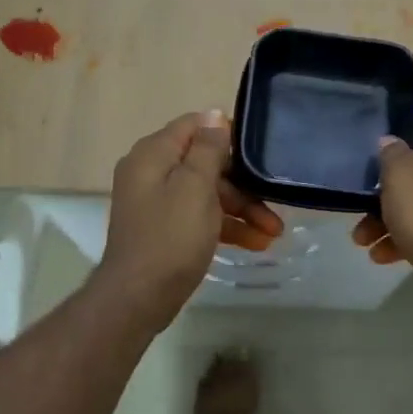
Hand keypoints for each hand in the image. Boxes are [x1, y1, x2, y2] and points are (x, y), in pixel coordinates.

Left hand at [93, 110, 283, 326]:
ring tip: (274, 232)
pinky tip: (256, 243)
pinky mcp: (165, 228)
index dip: (228, 135)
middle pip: (205, 162)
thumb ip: (207, 149)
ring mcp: (157, 201)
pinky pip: (199, 215)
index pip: (195, 126)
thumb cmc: (170, 238)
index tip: (259, 154)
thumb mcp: (195, 188)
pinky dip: (225, 226)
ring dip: (241, 209)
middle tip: (275, 203)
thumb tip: (214, 113)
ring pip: (207, 192)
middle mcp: (152, 171)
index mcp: (153, 154)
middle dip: (242, 183)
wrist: (137, 299)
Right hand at [352, 110, 412, 304]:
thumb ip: (391, 153)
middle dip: (386, 187)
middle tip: (360, 204)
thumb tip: (392, 142)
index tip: (372, 149)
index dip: (397, 130)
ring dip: (391, 216)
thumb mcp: (399, 178)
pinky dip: (411, 233)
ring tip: (364, 241)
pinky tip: (384, 256)